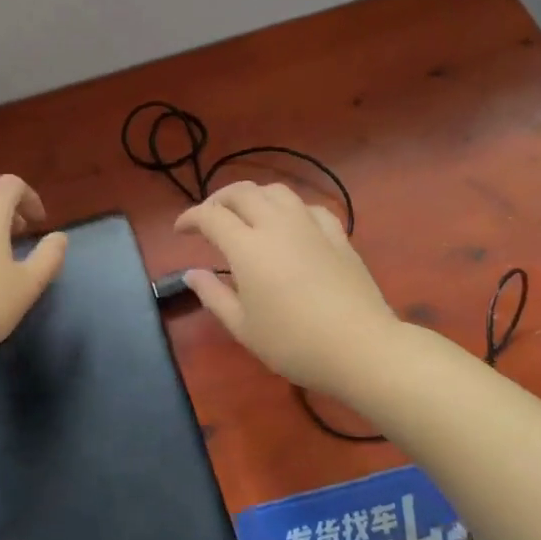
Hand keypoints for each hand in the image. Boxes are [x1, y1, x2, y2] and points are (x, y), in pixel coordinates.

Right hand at [175, 181, 399, 397]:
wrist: (361, 348)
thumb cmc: (294, 343)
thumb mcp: (243, 327)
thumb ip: (213, 295)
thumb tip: (191, 274)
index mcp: (247, 247)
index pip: (210, 216)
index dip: (190, 218)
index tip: (179, 231)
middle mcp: (277, 225)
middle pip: (241, 192)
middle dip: (217, 199)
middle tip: (208, 218)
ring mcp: (311, 226)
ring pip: (276, 191)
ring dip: (253, 197)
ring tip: (245, 215)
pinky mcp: (338, 236)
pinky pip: (309, 207)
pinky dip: (290, 209)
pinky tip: (290, 225)